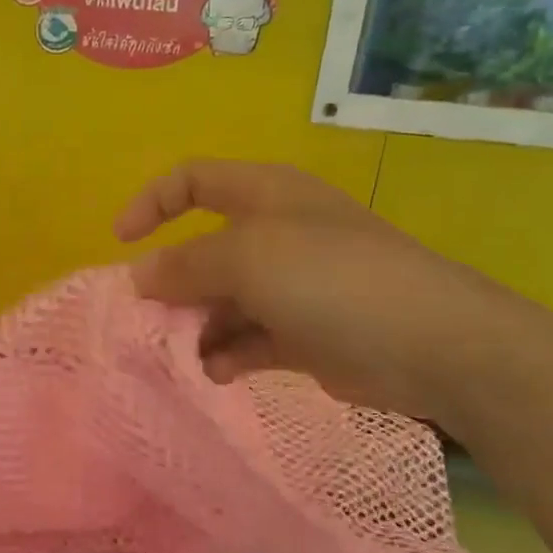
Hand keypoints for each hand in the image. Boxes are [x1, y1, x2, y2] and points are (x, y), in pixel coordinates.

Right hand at [115, 159, 539, 429]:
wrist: (431, 344)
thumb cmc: (333, 279)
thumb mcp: (248, 258)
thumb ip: (185, 265)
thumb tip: (139, 276)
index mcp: (265, 196)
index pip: (194, 180)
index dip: (152, 203)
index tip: (121, 243)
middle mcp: (275, 235)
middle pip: (203, 251)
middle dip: (170, 283)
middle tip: (144, 319)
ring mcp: (291, 287)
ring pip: (221, 301)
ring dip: (195, 326)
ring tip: (180, 353)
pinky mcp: (303, 335)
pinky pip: (248, 340)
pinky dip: (226, 354)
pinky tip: (216, 372)